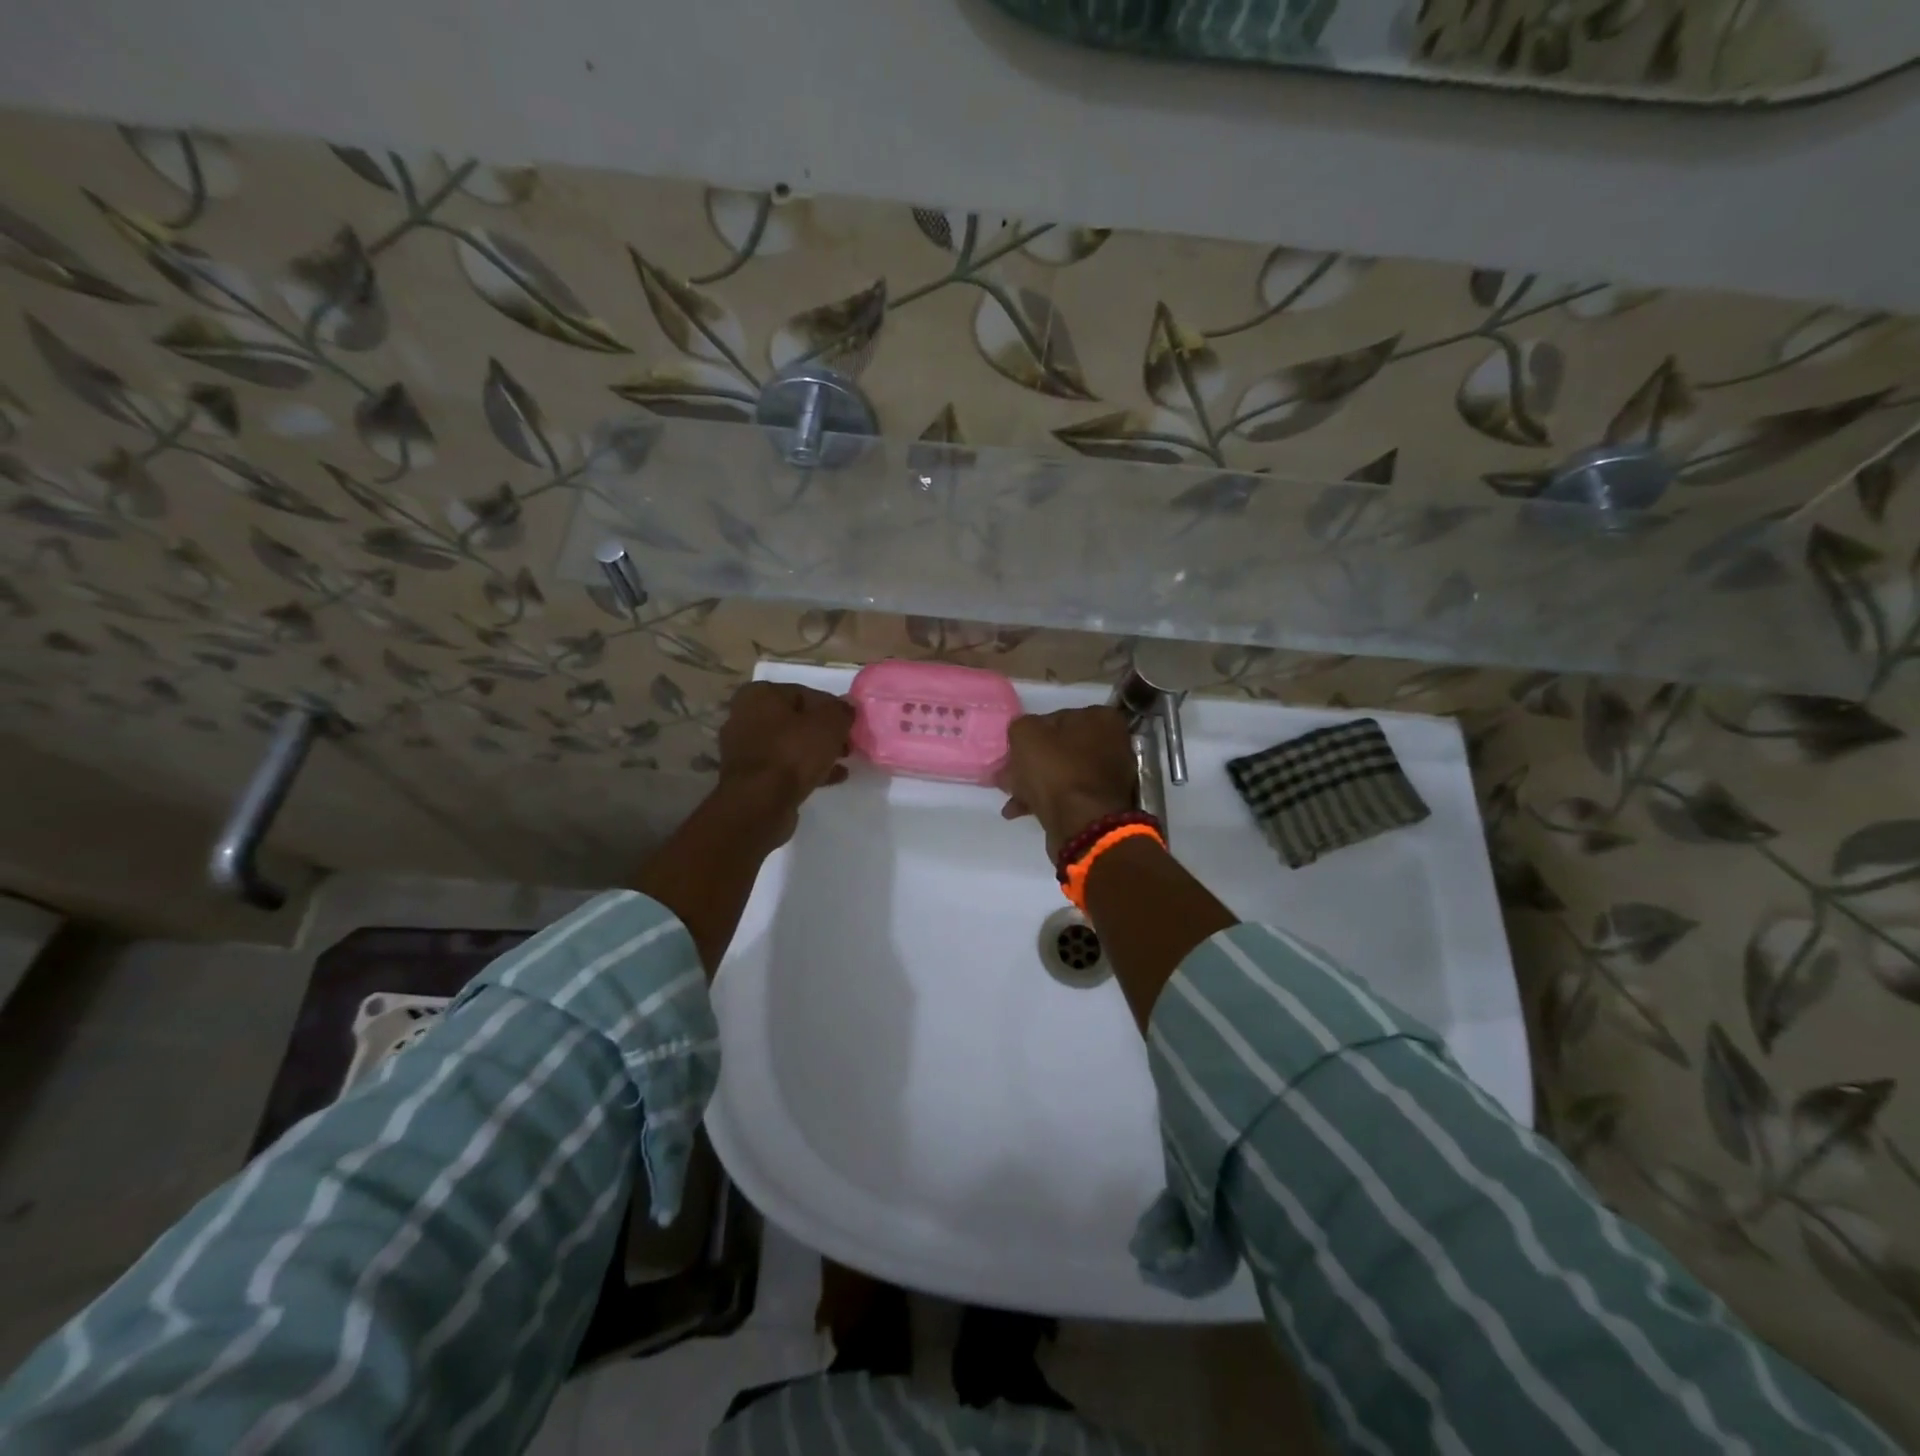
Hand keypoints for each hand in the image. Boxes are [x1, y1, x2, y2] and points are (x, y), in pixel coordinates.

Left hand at [716, 681, 855, 845]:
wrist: (760, 803)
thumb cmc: (793, 753)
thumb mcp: (829, 725)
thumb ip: (841, 710)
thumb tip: (848, 704)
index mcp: (759, 695)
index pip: (803, 693)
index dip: (831, 707)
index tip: (849, 723)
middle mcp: (745, 717)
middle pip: (795, 720)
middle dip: (823, 731)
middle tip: (847, 744)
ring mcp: (744, 749)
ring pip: (789, 744)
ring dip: (816, 751)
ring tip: (843, 761)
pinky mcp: (749, 777)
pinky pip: (783, 766)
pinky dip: (806, 769)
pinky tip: (832, 778)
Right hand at [997, 707, 1137, 861]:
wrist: (1082, 825)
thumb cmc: (1056, 770)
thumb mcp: (1026, 735)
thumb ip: (1021, 726)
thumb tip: (1023, 735)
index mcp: (1101, 719)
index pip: (1056, 718)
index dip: (1031, 735)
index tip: (1013, 751)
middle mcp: (1113, 744)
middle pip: (1060, 748)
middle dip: (1030, 762)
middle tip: (1007, 775)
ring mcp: (1110, 776)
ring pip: (1061, 773)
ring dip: (1033, 783)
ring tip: (1010, 797)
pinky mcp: (1102, 804)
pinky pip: (1068, 795)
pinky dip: (1045, 800)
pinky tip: (1020, 811)